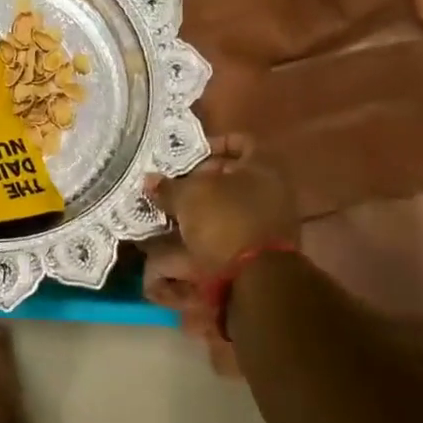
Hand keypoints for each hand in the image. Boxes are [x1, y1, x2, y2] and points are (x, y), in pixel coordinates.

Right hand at [146, 133, 299, 275]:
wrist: (256, 280)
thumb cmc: (225, 221)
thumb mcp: (188, 197)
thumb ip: (168, 186)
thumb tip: (150, 180)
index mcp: (263, 167)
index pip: (239, 142)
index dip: (212, 144)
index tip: (187, 155)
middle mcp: (272, 191)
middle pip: (232, 176)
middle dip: (200, 180)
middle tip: (174, 184)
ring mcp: (271, 222)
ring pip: (229, 205)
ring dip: (202, 208)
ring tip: (173, 212)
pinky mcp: (262, 249)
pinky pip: (231, 230)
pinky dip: (209, 231)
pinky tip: (185, 236)